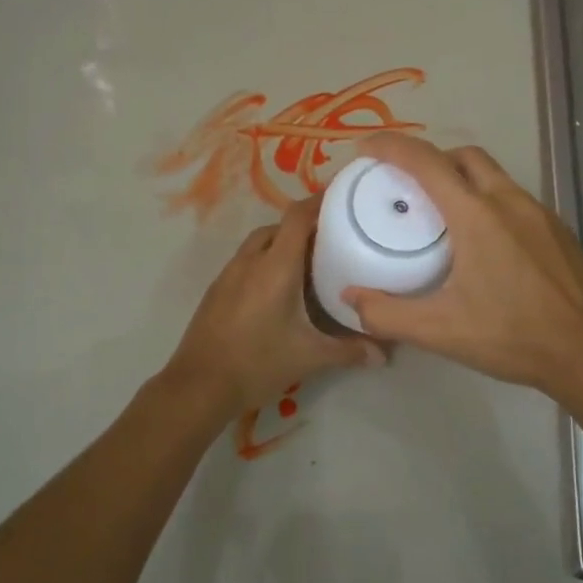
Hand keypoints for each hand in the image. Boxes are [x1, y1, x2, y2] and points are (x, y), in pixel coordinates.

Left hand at [164, 197, 384, 417]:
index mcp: (275, 266)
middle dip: (305, 226)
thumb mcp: (309, 357)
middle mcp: (251, 261)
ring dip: (283, 244)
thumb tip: (384, 353)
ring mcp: (229, 274)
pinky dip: (266, 261)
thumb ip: (349, 350)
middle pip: (279, 227)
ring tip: (308, 263)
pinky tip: (278, 288)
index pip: (298, 217)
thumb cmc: (257, 363)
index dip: (320, 200)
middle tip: (333, 239)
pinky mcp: (217, 290)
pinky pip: (246, 261)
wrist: (198, 386)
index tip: (343, 196)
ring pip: (260, 243)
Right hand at [341, 134, 582, 394]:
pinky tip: (486, 243)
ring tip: (444, 215)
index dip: (391, 146)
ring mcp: (540, 213)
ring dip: (463, 180)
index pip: (426, 162)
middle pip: (464, 156)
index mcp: (476, 215)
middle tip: (408, 185)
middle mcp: (509, 201)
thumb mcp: (439, 330)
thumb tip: (350, 298)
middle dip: (431, 158)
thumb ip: (387, 314)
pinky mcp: (558, 230)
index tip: (366, 148)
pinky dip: (489, 201)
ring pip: (494, 176)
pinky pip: (515, 199)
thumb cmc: (510, 335)